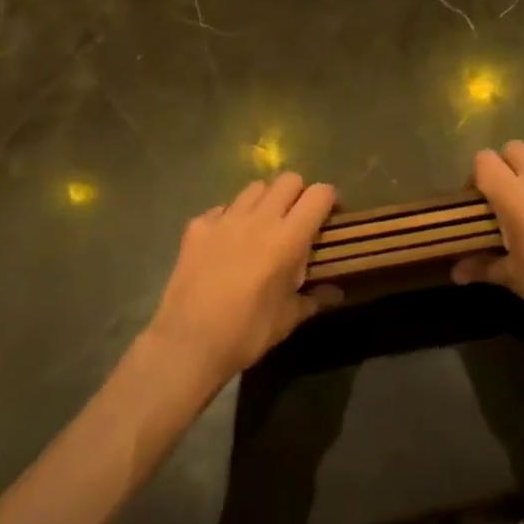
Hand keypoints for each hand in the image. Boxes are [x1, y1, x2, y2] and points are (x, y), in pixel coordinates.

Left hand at [146, 172, 341, 389]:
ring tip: (262, 226)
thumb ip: (314, 298)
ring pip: (255, 187)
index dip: (329, 199)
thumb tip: (336, 292)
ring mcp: (226, 217)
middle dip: (298, 193)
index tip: (330, 215)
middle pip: (288, 179)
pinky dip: (231, 217)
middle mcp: (259, 217)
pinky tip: (227, 241)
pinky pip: (222, 208)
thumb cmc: (245, 333)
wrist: (187, 344)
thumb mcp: (287, 320)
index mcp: (287, 238)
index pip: (319, 194)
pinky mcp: (198, 225)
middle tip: (296, 219)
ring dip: (265, 200)